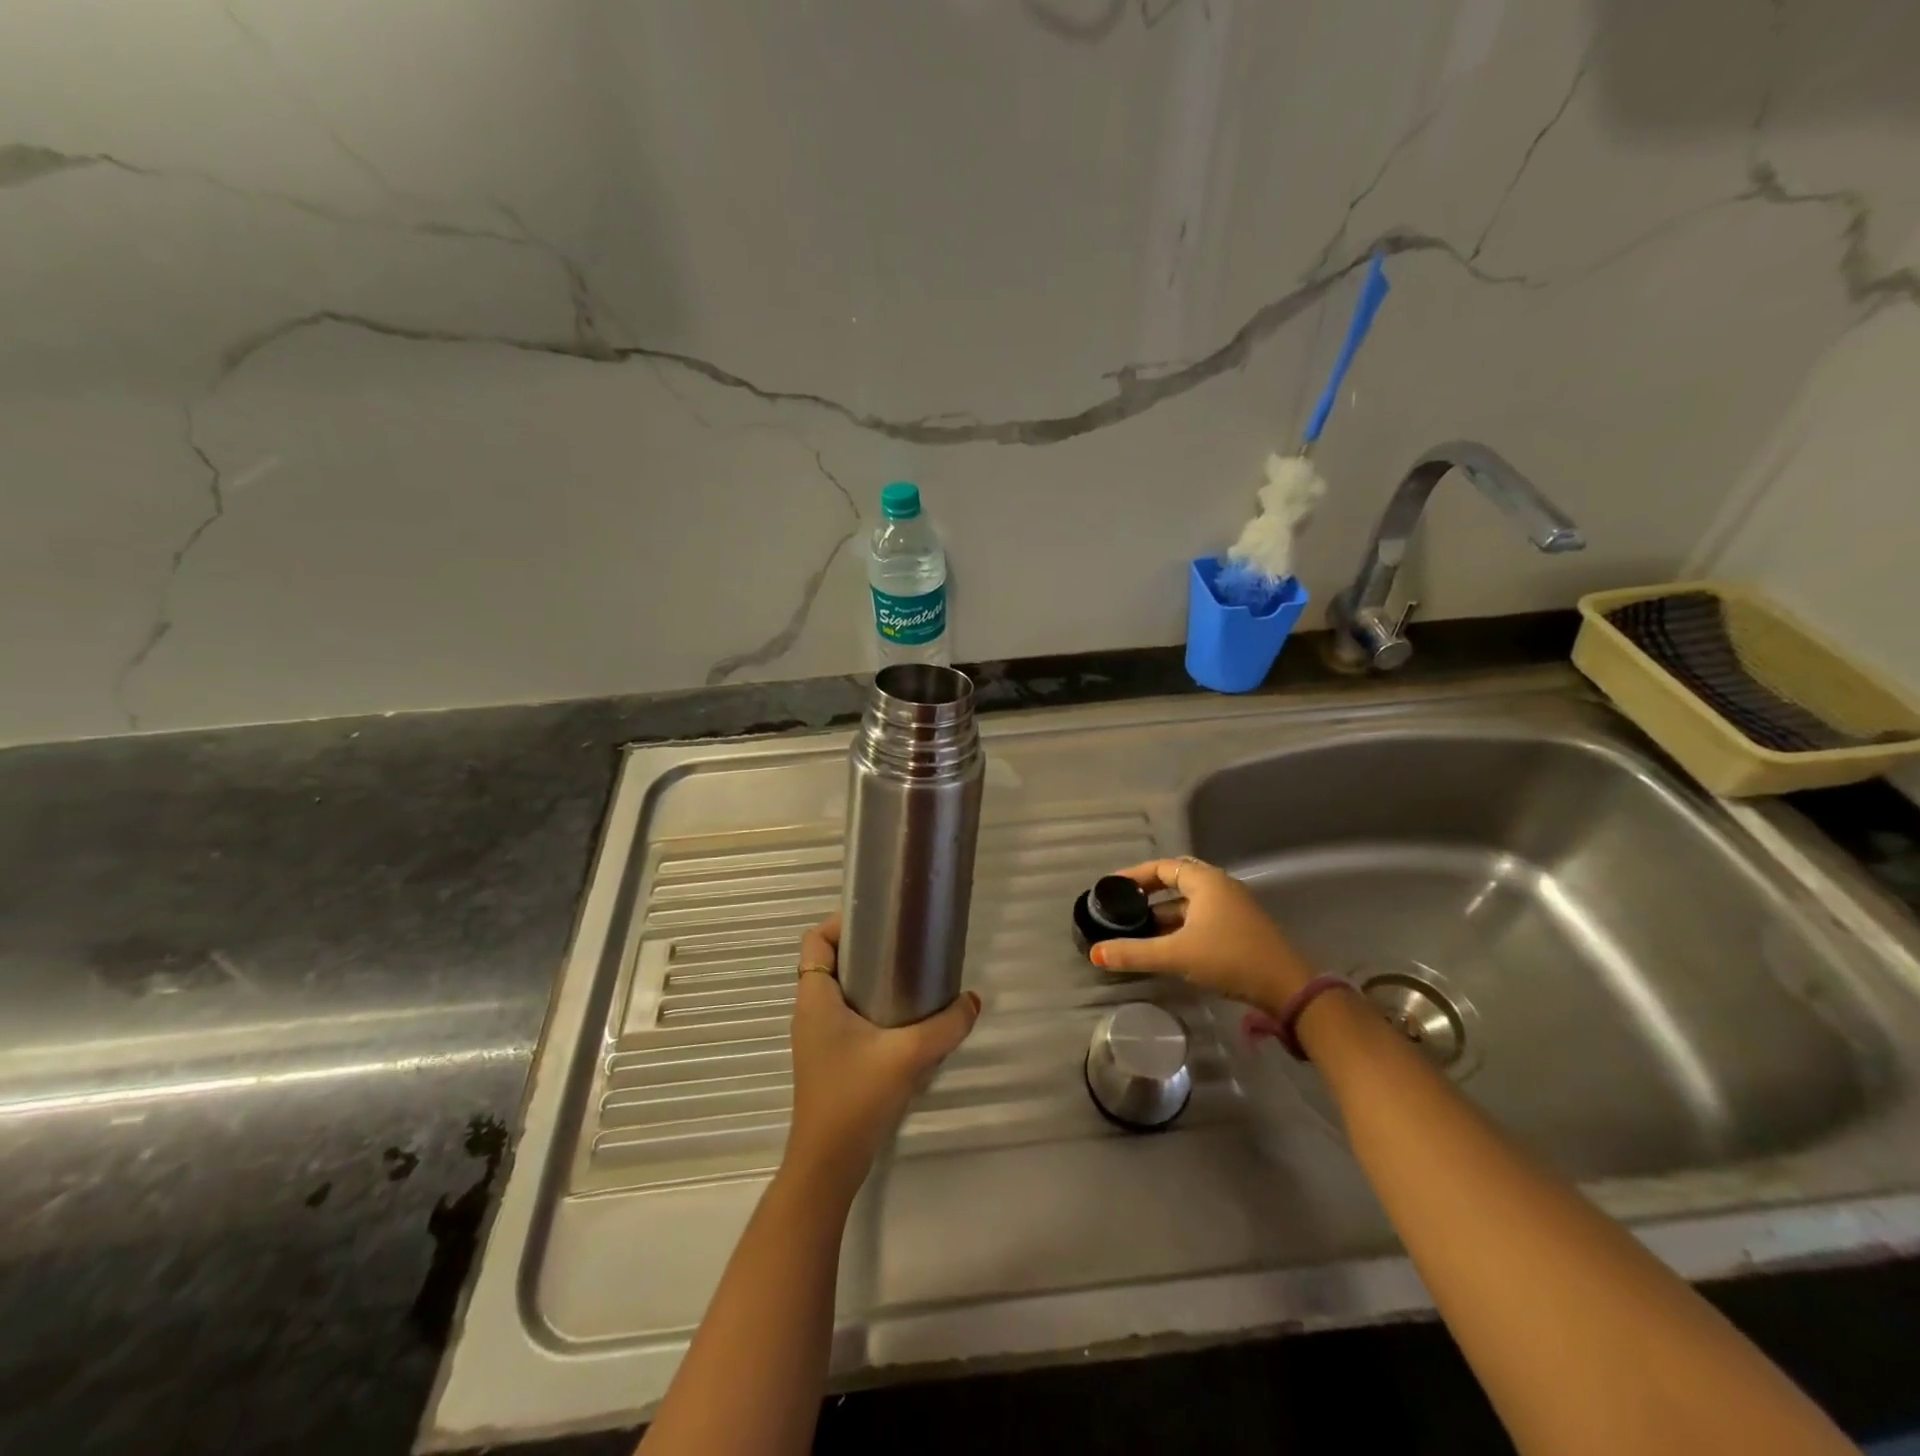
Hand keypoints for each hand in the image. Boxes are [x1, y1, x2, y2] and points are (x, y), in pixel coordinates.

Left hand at [784, 914, 979, 1200]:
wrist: (829, 1165)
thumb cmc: (855, 1098)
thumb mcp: (908, 1056)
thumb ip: (946, 1026)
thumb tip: (973, 1000)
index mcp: (815, 998)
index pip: (816, 940)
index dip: (841, 922)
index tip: (880, 921)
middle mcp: (811, 1011)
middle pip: (831, 961)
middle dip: (865, 948)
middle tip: (905, 945)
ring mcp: (818, 1036)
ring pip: (840, 989)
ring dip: (870, 979)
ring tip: (911, 976)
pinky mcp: (829, 1057)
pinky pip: (847, 1014)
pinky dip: (871, 1006)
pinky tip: (905, 1020)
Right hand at [1089, 858, 1314, 1013]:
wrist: (1287, 989)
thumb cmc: (1229, 958)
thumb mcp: (1176, 955)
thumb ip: (1134, 953)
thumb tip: (1094, 954)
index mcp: (1205, 881)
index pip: (1162, 867)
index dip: (1135, 876)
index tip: (1112, 888)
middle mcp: (1219, 888)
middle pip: (1175, 884)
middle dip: (1147, 897)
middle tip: (1121, 909)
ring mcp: (1232, 909)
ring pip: (1188, 906)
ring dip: (1162, 917)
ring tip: (1135, 932)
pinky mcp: (1238, 931)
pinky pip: (1199, 920)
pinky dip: (1178, 929)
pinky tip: (1163, 948)